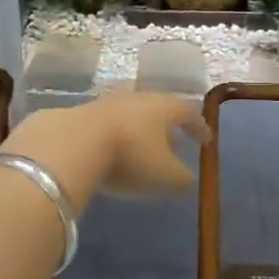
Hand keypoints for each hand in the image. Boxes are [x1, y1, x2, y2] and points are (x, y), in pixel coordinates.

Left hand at [2, 92, 207, 204]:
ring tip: (141, 149)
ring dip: (139, 131)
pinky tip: (110, 152)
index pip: (188, 112)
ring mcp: (107, 103)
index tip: (206, 140)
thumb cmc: (130, 156)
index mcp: (164, 108)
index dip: (199, 127)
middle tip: (173, 143)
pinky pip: (106, 125)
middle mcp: (138, 98)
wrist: (72, 143)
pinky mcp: (81, 113)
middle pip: (158, 109)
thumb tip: (188, 180)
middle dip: (167, 126)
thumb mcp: (165, 175)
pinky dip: (115, 137)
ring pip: (131, 115)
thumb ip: (181, 179)